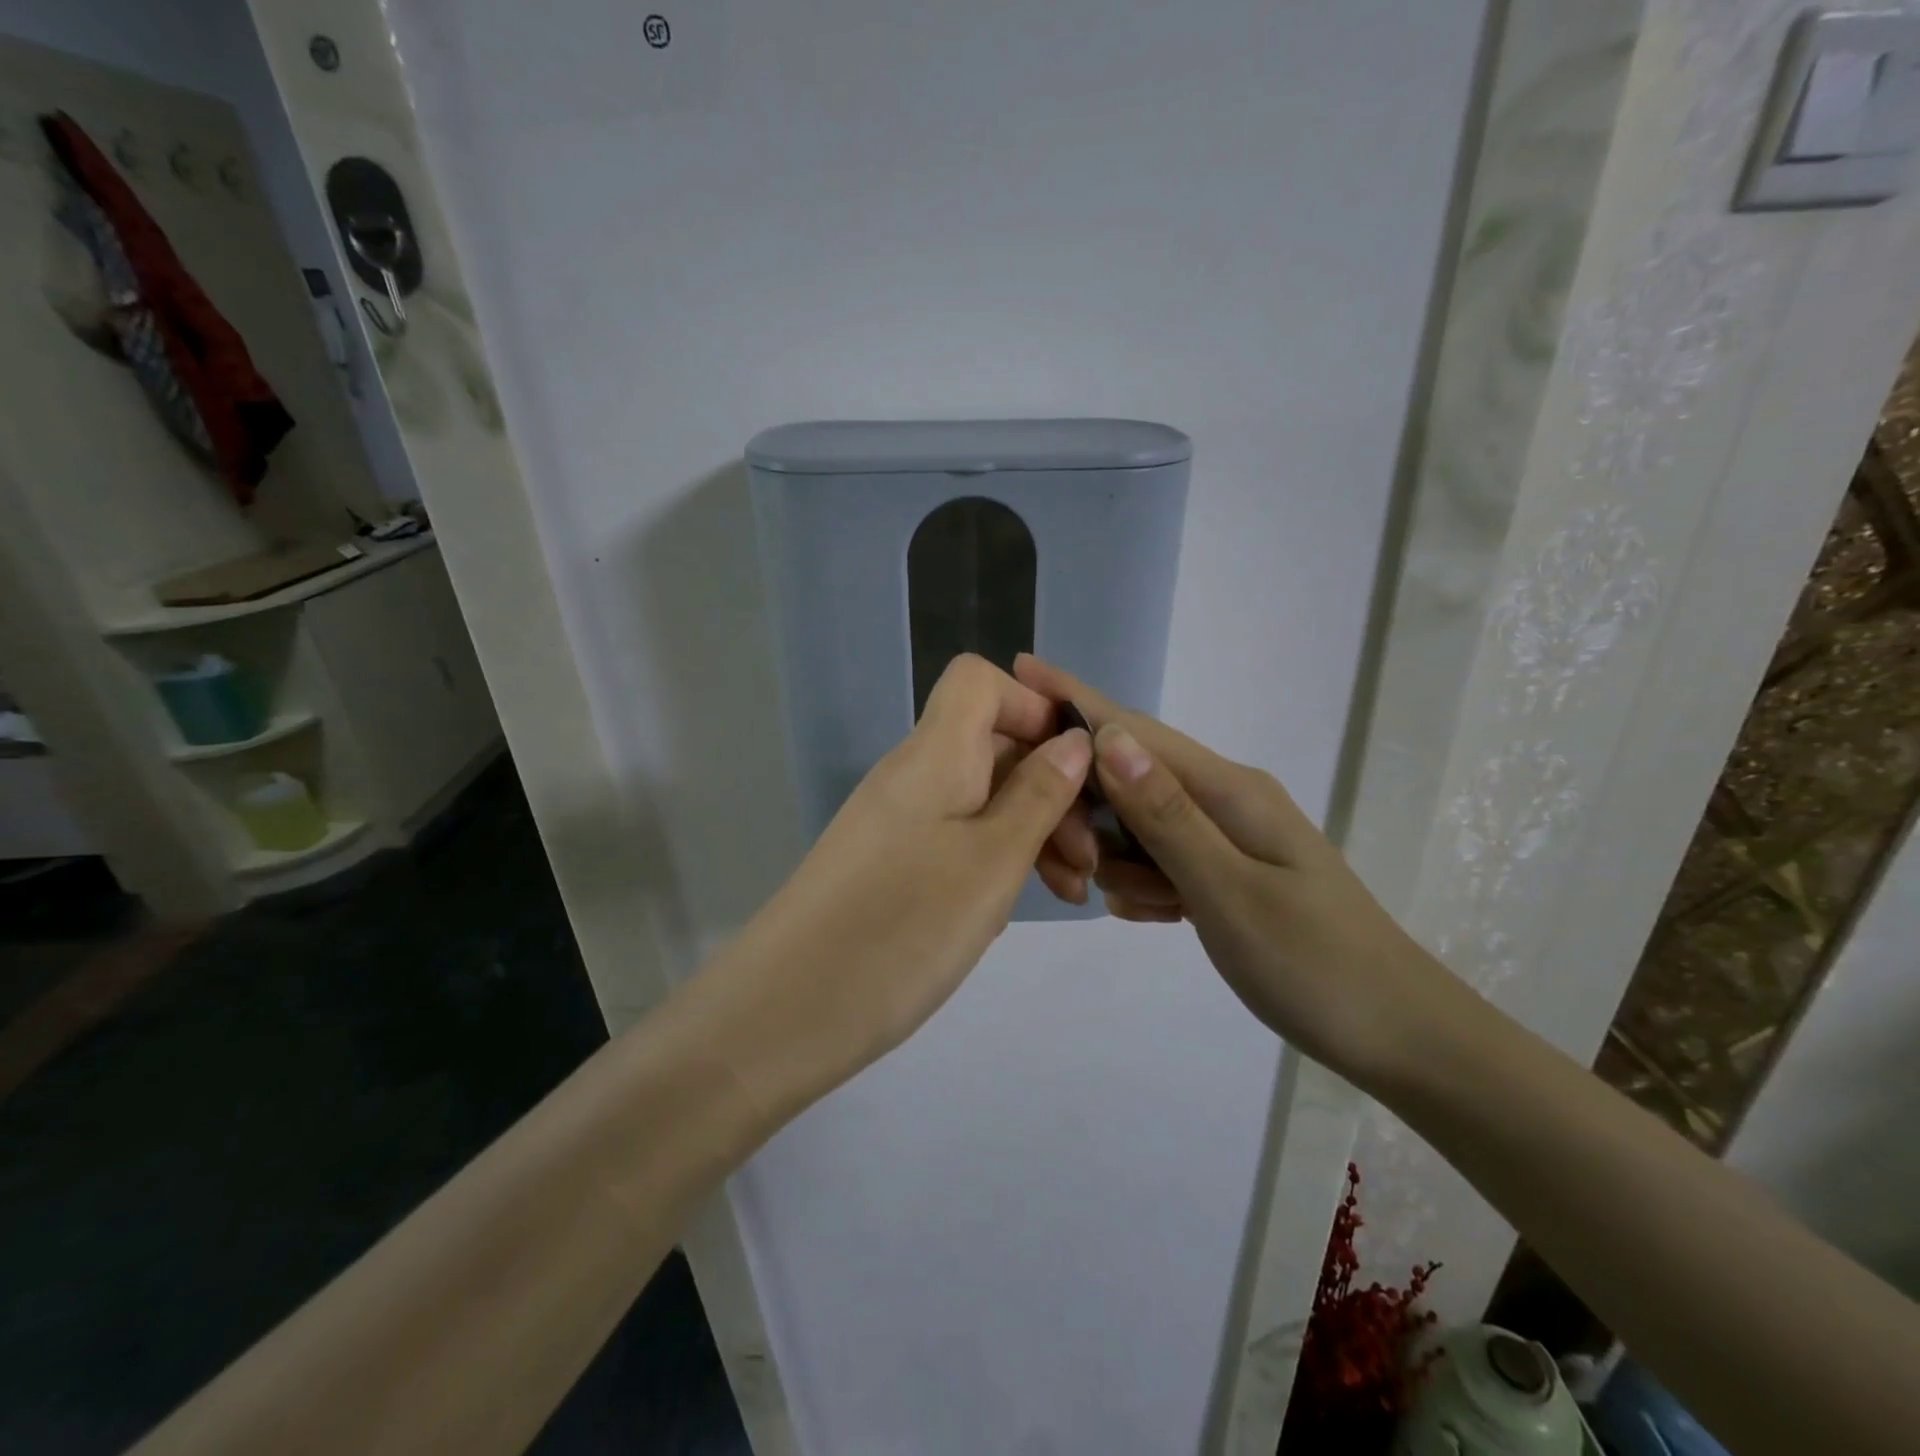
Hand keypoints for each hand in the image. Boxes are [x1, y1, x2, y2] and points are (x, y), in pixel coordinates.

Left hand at [704, 655, 1092, 1109]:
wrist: (783, 1013)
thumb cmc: (902, 929)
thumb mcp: (992, 863)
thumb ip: (1038, 796)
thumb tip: (1072, 741)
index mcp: (934, 754)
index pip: (979, 681)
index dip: (1031, 707)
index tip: (1075, 766)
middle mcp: (911, 774)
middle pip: (990, 744)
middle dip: (1050, 787)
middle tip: (1087, 860)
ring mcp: (896, 821)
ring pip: (978, 798)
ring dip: (1030, 831)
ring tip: (1067, 892)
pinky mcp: (888, 864)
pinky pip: (954, 837)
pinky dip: (994, 858)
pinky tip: (1015, 904)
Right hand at [1013, 655, 1461, 1083]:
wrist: (1397, 1035)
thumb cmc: (1314, 965)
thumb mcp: (1229, 892)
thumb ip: (1166, 816)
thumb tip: (1108, 737)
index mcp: (1228, 790)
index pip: (1134, 730)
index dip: (1074, 700)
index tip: (1020, 668)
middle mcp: (1223, 798)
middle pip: (1127, 778)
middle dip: (1091, 817)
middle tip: (1079, 875)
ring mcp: (1225, 834)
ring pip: (1137, 825)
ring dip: (1121, 861)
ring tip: (1149, 909)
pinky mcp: (1224, 869)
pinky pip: (1159, 859)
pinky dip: (1146, 884)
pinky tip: (1160, 917)